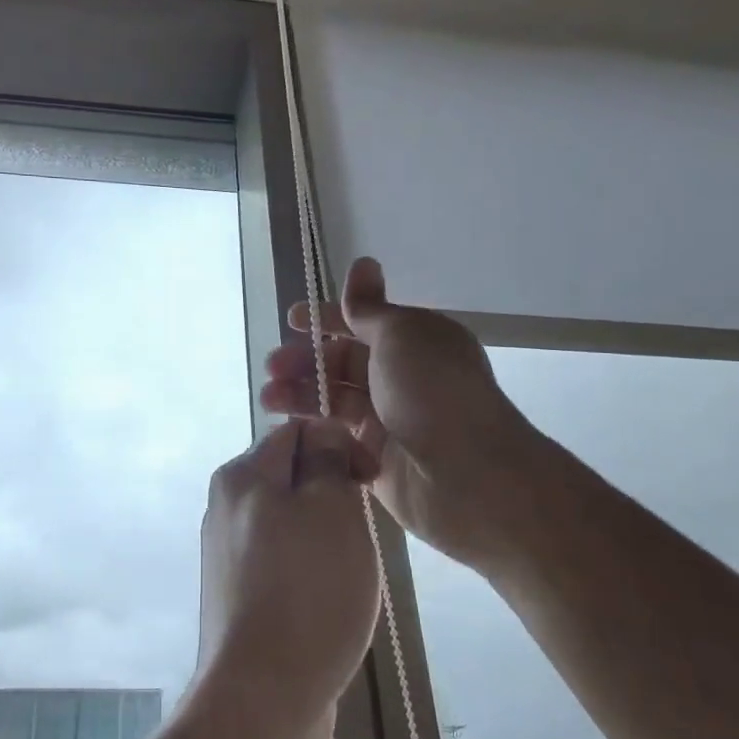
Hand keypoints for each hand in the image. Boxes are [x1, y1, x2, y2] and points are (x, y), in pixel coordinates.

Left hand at [195, 418, 381, 738]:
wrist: (262, 698)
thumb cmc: (307, 592)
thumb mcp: (330, 508)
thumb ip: (327, 459)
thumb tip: (322, 434)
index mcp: (240, 477)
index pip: (296, 431)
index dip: (339, 444)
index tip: (369, 481)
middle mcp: (225, 508)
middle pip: (292, 476)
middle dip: (333, 493)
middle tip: (360, 531)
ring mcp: (228, 555)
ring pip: (291, 521)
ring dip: (326, 534)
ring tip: (348, 571)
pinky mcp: (239, 596)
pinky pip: (284, 562)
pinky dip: (311, 569)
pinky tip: (328, 600)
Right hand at [260, 257, 542, 570]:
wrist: (468, 476)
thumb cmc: (433, 392)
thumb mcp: (401, 335)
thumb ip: (370, 307)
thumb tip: (362, 263)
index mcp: (414, 343)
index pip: (362, 323)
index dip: (326, 319)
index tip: (291, 320)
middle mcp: (402, 379)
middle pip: (343, 364)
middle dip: (305, 361)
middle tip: (272, 368)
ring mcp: (389, 422)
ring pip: (335, 402)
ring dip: (301, 396)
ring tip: (270, 400)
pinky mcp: (375, 462)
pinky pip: (337, 440)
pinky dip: (315, 432)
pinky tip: (291, 430)